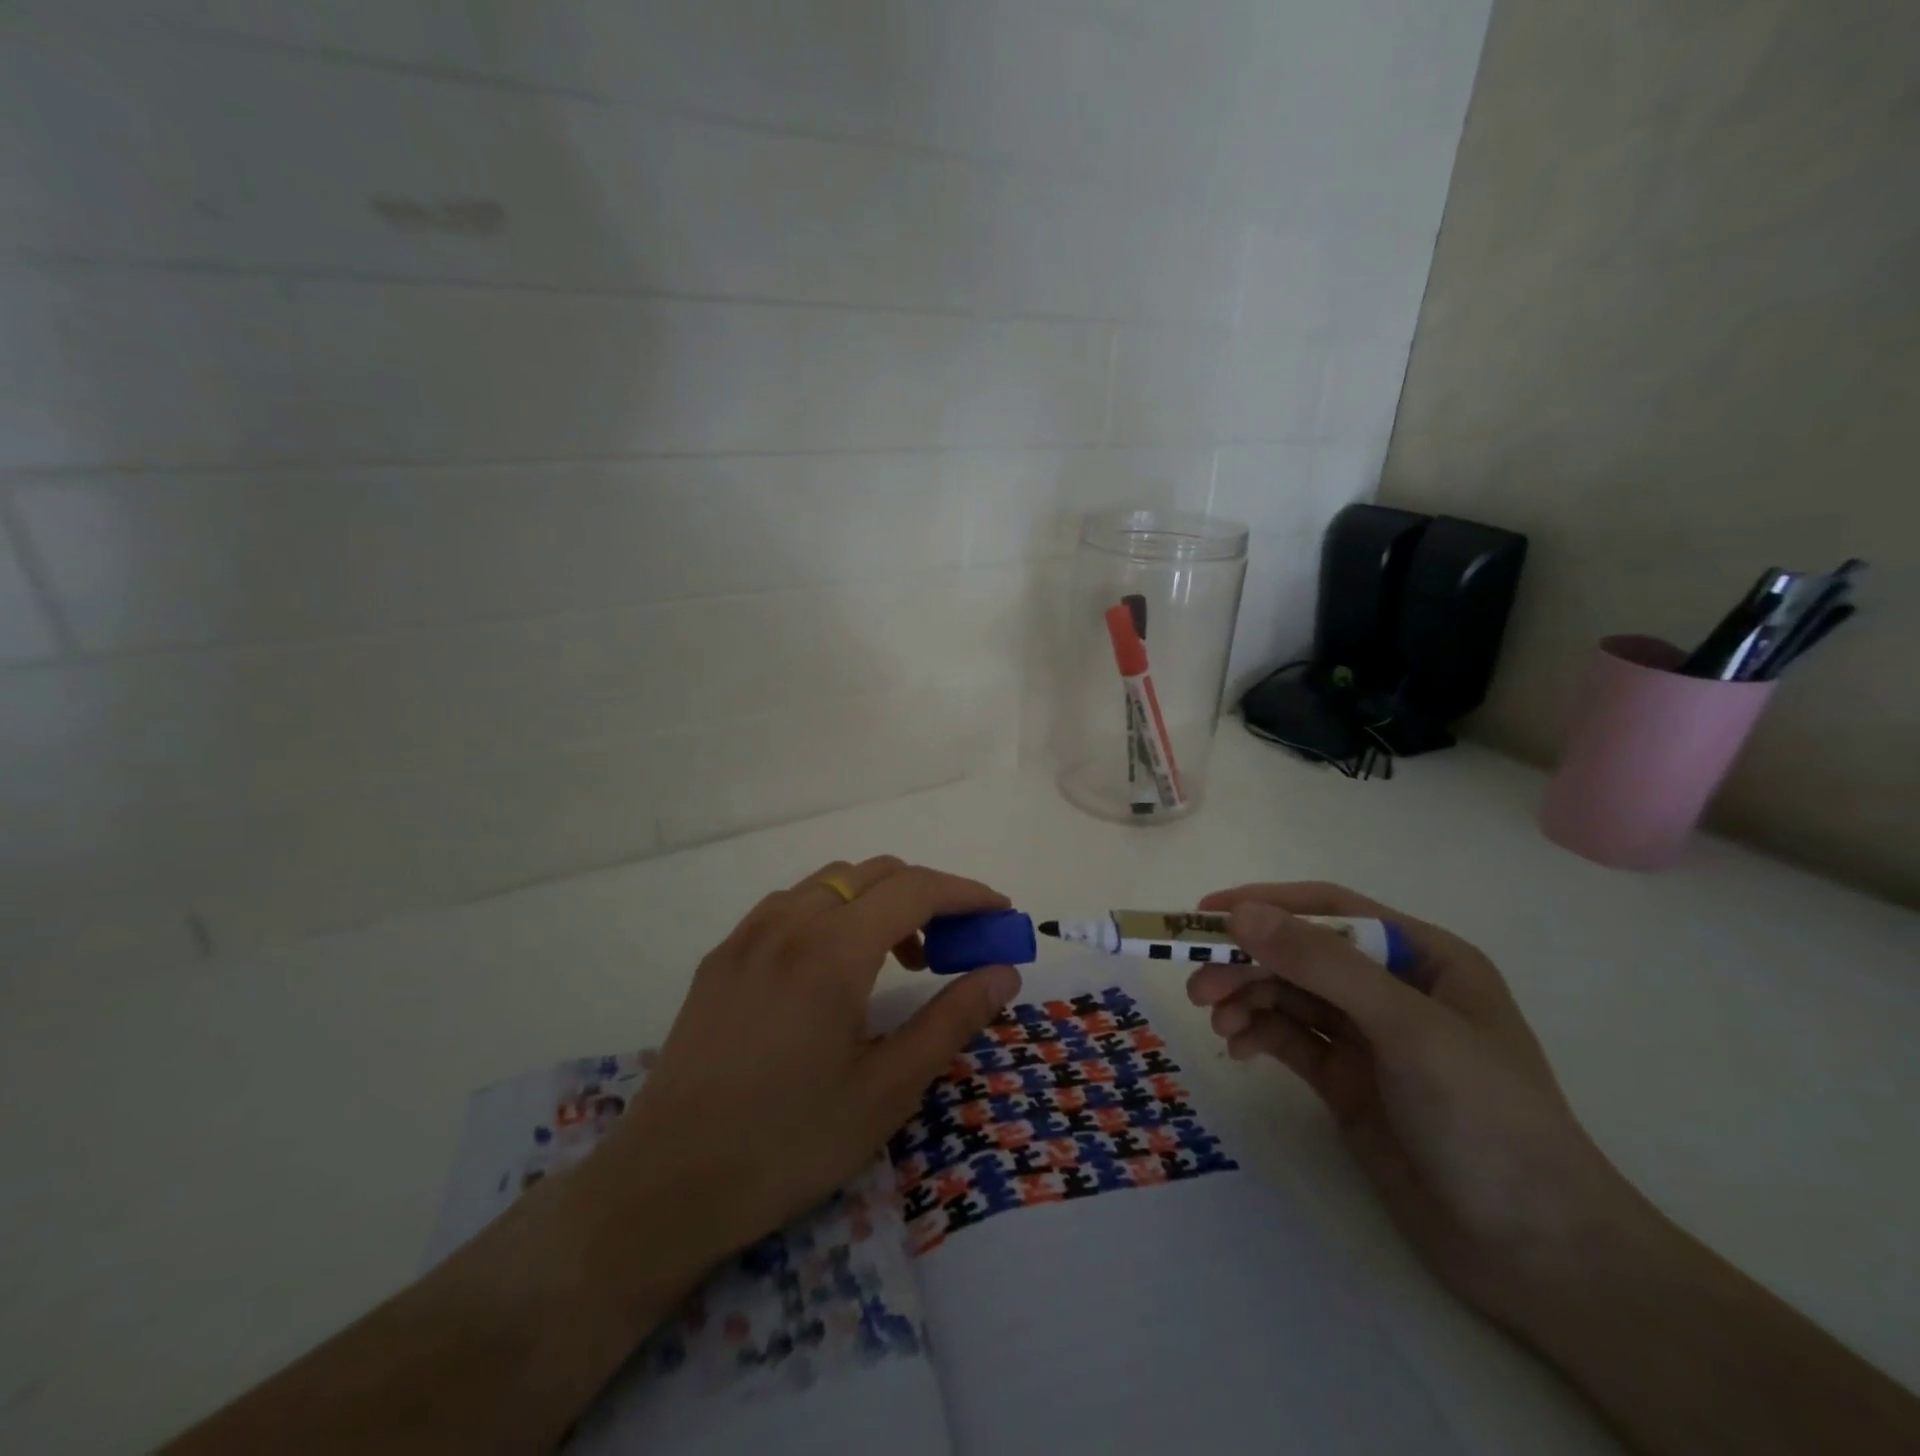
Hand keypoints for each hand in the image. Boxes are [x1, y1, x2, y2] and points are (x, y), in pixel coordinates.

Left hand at [592, 856, 1020, 1270]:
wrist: (666, 1185)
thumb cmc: (788, 1143)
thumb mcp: (886, 1091)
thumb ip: (951, 1020)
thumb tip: (1003, 972)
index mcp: (832, 951)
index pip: (916, 889)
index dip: (966, 893)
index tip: (1000, 913)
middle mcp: (788, 923)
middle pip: (875, 873)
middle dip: (927, 894)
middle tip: (954, 944)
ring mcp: (747, 936)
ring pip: (830, 882)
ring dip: (878, 900)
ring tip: (897, 958)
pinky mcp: (721, 957)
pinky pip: (790, 904)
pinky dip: (832, 911)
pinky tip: (833, 964)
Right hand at [1187, 881, 1647, 1323]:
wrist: (1540, 1256)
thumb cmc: (1487, 1119)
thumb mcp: (1407, 1029)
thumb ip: (1323, 965)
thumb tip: (1242, 913)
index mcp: (1423, 957)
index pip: (1331, 910)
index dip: (1267, 904)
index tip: (1206, 914)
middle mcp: (1393, 989)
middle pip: (1301, 955)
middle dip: (1248, 963)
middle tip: (1198, 986)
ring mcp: (1369, 1038)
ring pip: (1289, 996)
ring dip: (1246, 998)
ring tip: (1215, 1021)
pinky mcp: (1349, 1082)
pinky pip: (1290, 1039)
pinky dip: (1259, 1035)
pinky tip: (1237, 1049)